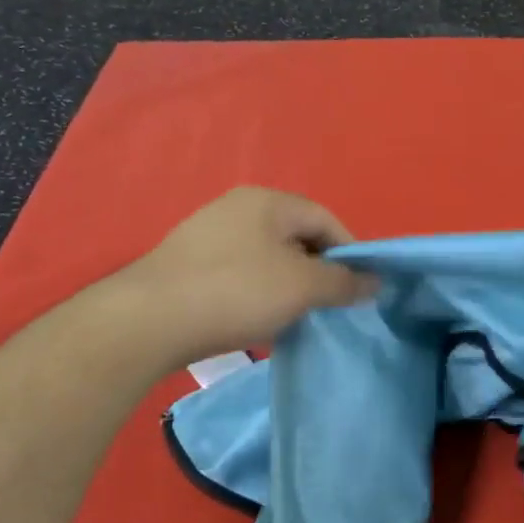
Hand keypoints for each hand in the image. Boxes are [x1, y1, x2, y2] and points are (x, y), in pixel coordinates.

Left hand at [116, 187, 376, 368]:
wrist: (148, 321)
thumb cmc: (236, 292)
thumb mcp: (302, 287)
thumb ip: (344, 282)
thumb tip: (375, 281)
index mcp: (268, 201)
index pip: (326, 220)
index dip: (350, 253)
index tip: (360, 289)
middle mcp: (237, 207)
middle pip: (296, 237)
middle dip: (318, 271)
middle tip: (327, 306)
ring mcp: (208, 233)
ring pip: (268, 257)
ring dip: (288, 285)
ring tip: (293, 317)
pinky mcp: (188, 262)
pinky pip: (240, 272)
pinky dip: (258, 292)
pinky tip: (255, 319)